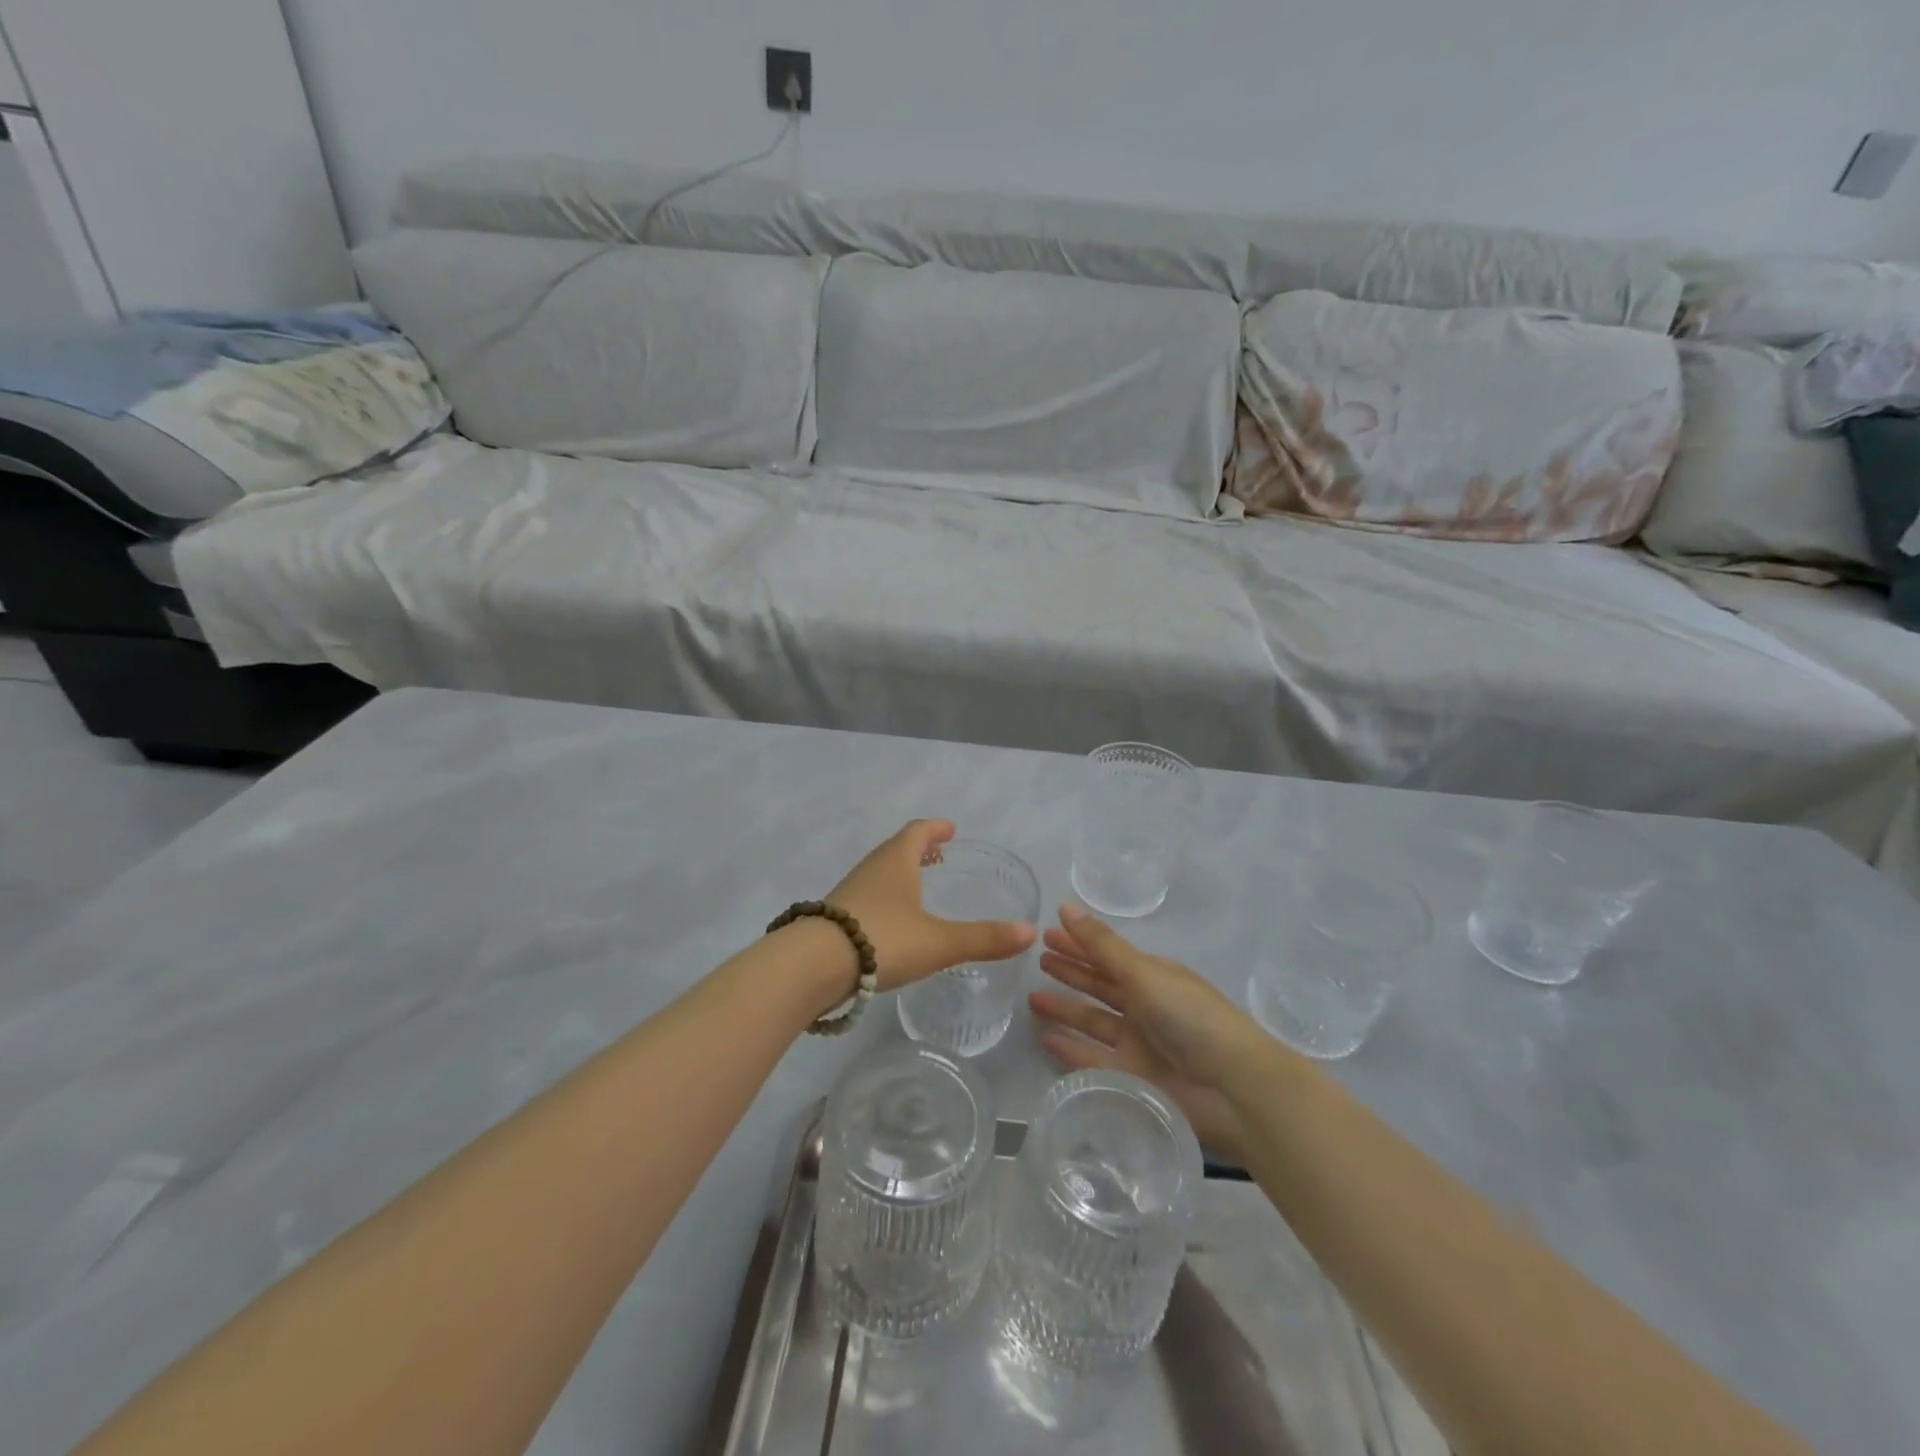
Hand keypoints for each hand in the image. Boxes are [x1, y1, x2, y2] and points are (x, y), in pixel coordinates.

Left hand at [828, 820, 1035, 991]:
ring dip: (899, 873)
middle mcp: (871, 869)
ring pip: (878, 873)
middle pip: (895, 849)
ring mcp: (848, 892)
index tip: (950, 829)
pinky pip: (865, 896)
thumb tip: (1031, 932)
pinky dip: (883, 898)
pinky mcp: (832, 917)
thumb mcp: (940, 942)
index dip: (935, 828)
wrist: (811, 966)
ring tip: (917, 888)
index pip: (918, 832)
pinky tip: (889, 923)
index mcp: (896, 861)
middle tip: (938, 855)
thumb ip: (985, 939)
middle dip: (918, 849)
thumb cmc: (883, 940)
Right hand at [1032, 903, 1261, 1158]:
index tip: (1046, 933)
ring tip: (1031, 998)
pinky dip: (1070, 1048)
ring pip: (1092, 1020)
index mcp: (1153, 975)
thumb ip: (1101, 945)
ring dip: (1065, 1009)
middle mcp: (1145, 1005)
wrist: (1233, 1088)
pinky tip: (1044, 1038)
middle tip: (1036, 961)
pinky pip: (1092, 1059)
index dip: (1078, 943)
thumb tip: (1065, 905)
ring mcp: (1138, 1043)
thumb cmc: (1190, 1017)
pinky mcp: (1132, 1078)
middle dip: (1070, 972)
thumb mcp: (1144, 973)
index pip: (1106, 954)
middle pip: (1099, 985)